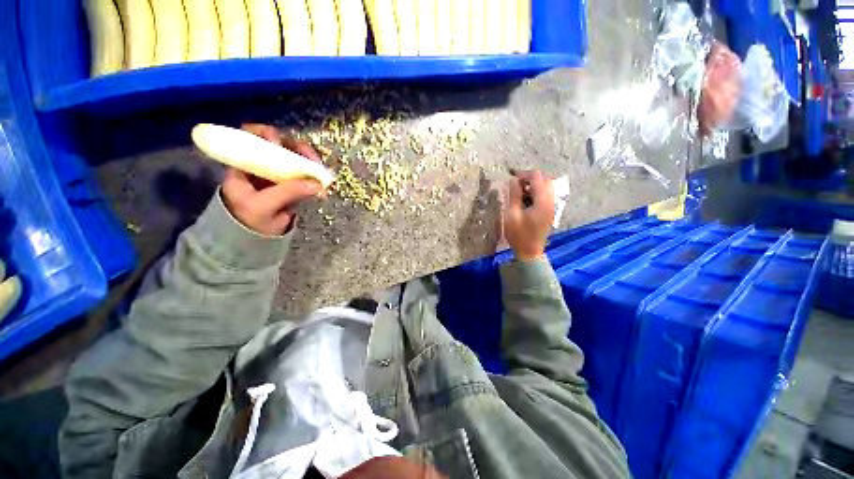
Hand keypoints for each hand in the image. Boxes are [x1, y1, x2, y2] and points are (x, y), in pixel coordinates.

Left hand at [221, 123, 322, 235]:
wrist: (254, 241)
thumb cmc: (249, 222)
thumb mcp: (263, 207)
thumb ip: (287, 193)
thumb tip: (317, 183)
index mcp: (243, 165)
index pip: (250, 137)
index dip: (266, 134)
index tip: (281, 144)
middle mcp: (261, 165)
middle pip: (279, 145)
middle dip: (296, 148)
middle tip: (311, 158)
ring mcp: (277, 174)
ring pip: (294, 159)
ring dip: (309, 162)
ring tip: (320, 172)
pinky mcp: (291, 185)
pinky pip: (304, 174)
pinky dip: (314, 176)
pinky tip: (322, 183)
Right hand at [503, 171, 553, 260]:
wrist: (530, 252)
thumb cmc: (519, 235)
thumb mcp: (512, 215)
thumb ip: (514, 195)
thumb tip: (513, 180)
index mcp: (543, 201)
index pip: (537, 178)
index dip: (524, 174)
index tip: (511, 176)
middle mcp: (551, 201)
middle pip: (544, 180)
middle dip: (529, 178)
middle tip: (515, 184)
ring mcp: (552, 206)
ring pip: (546, 187)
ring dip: (533, 185)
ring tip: (518, 191)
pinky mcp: (549, 211)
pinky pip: (545, 195)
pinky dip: (536, 192)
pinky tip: (525, 199)